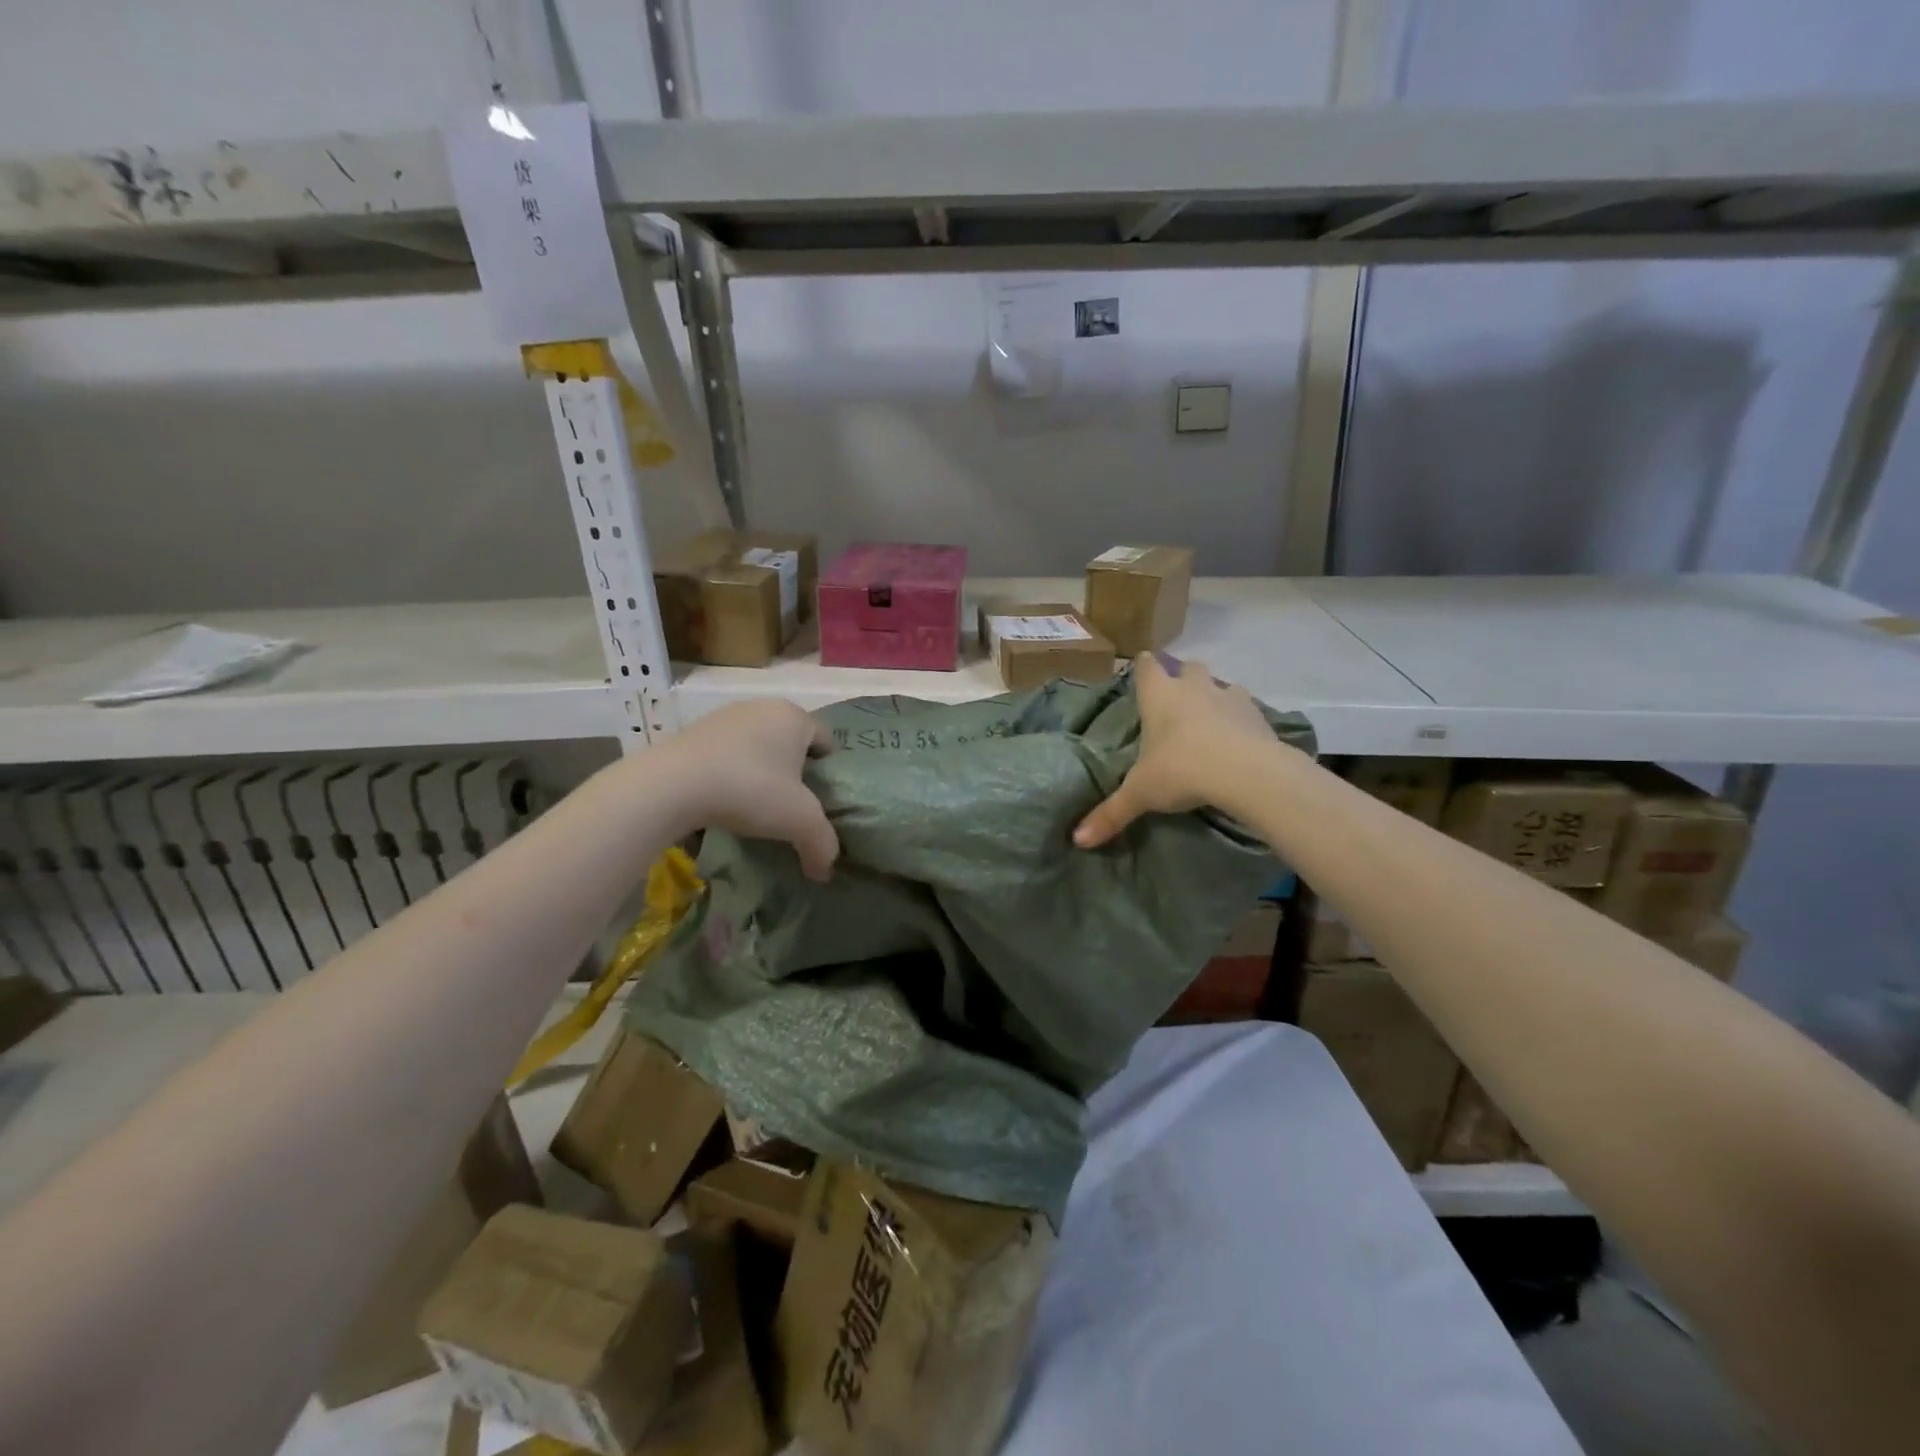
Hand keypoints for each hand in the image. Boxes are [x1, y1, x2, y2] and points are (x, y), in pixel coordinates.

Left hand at [661, 701, 839, 879]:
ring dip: (760, 773)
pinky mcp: (694, 732)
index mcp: (794, 717)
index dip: (828, 772)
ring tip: (753, 807)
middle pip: (791, 743)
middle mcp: (763, 707)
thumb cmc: (750, 789)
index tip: (819, 801)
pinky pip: (726, 754)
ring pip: (757, 747)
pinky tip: (723, 800)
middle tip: (790, 807)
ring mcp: (725, 716)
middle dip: (793, 772)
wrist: (671, 785)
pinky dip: (730, 773)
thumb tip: (825, 870)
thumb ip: (822, 844)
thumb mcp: (799, 822)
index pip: (827, 742)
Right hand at [1074, 653, 1277, 848]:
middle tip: (1177, 700)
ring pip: (1221, 684)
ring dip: (1215, 697)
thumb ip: (1111, 813)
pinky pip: (1247, 709)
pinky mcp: (1258, 715)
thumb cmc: (1181, 770)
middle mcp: (1192, 688)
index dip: (1144, 667)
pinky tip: (1239, 739)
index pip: (1147, 667)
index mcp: (1158, 696)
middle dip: (1182, 678)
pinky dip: (1241, 720)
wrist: (1246, 772)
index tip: (1142, 668)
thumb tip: (1078, 840)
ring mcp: (1228, 697)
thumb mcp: (1141, 794)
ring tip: (1211, 721)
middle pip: (1187, 668)